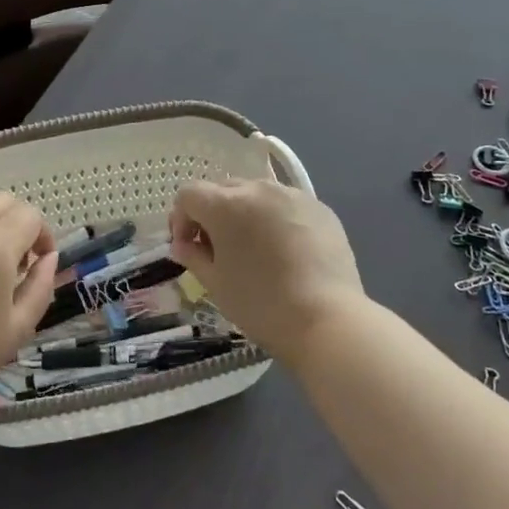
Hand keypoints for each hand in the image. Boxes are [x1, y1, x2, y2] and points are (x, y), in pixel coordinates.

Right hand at [169, 178, 366, 362]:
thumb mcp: (216, 284)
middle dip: (213, 214)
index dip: (181, 219)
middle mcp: (258, 188)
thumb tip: (182, 245)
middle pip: (222, 189)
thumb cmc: (261, 304)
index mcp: (225, 205)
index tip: (188, 248)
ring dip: (245, 214)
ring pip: (256, 194)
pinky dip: (276, 219)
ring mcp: (292, 195)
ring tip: (255, 249)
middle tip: (218, 249)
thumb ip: (193, 256)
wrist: (328, 320)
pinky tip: (286, 251)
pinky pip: (286, 205)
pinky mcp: (319, 207)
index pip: (189, 194)